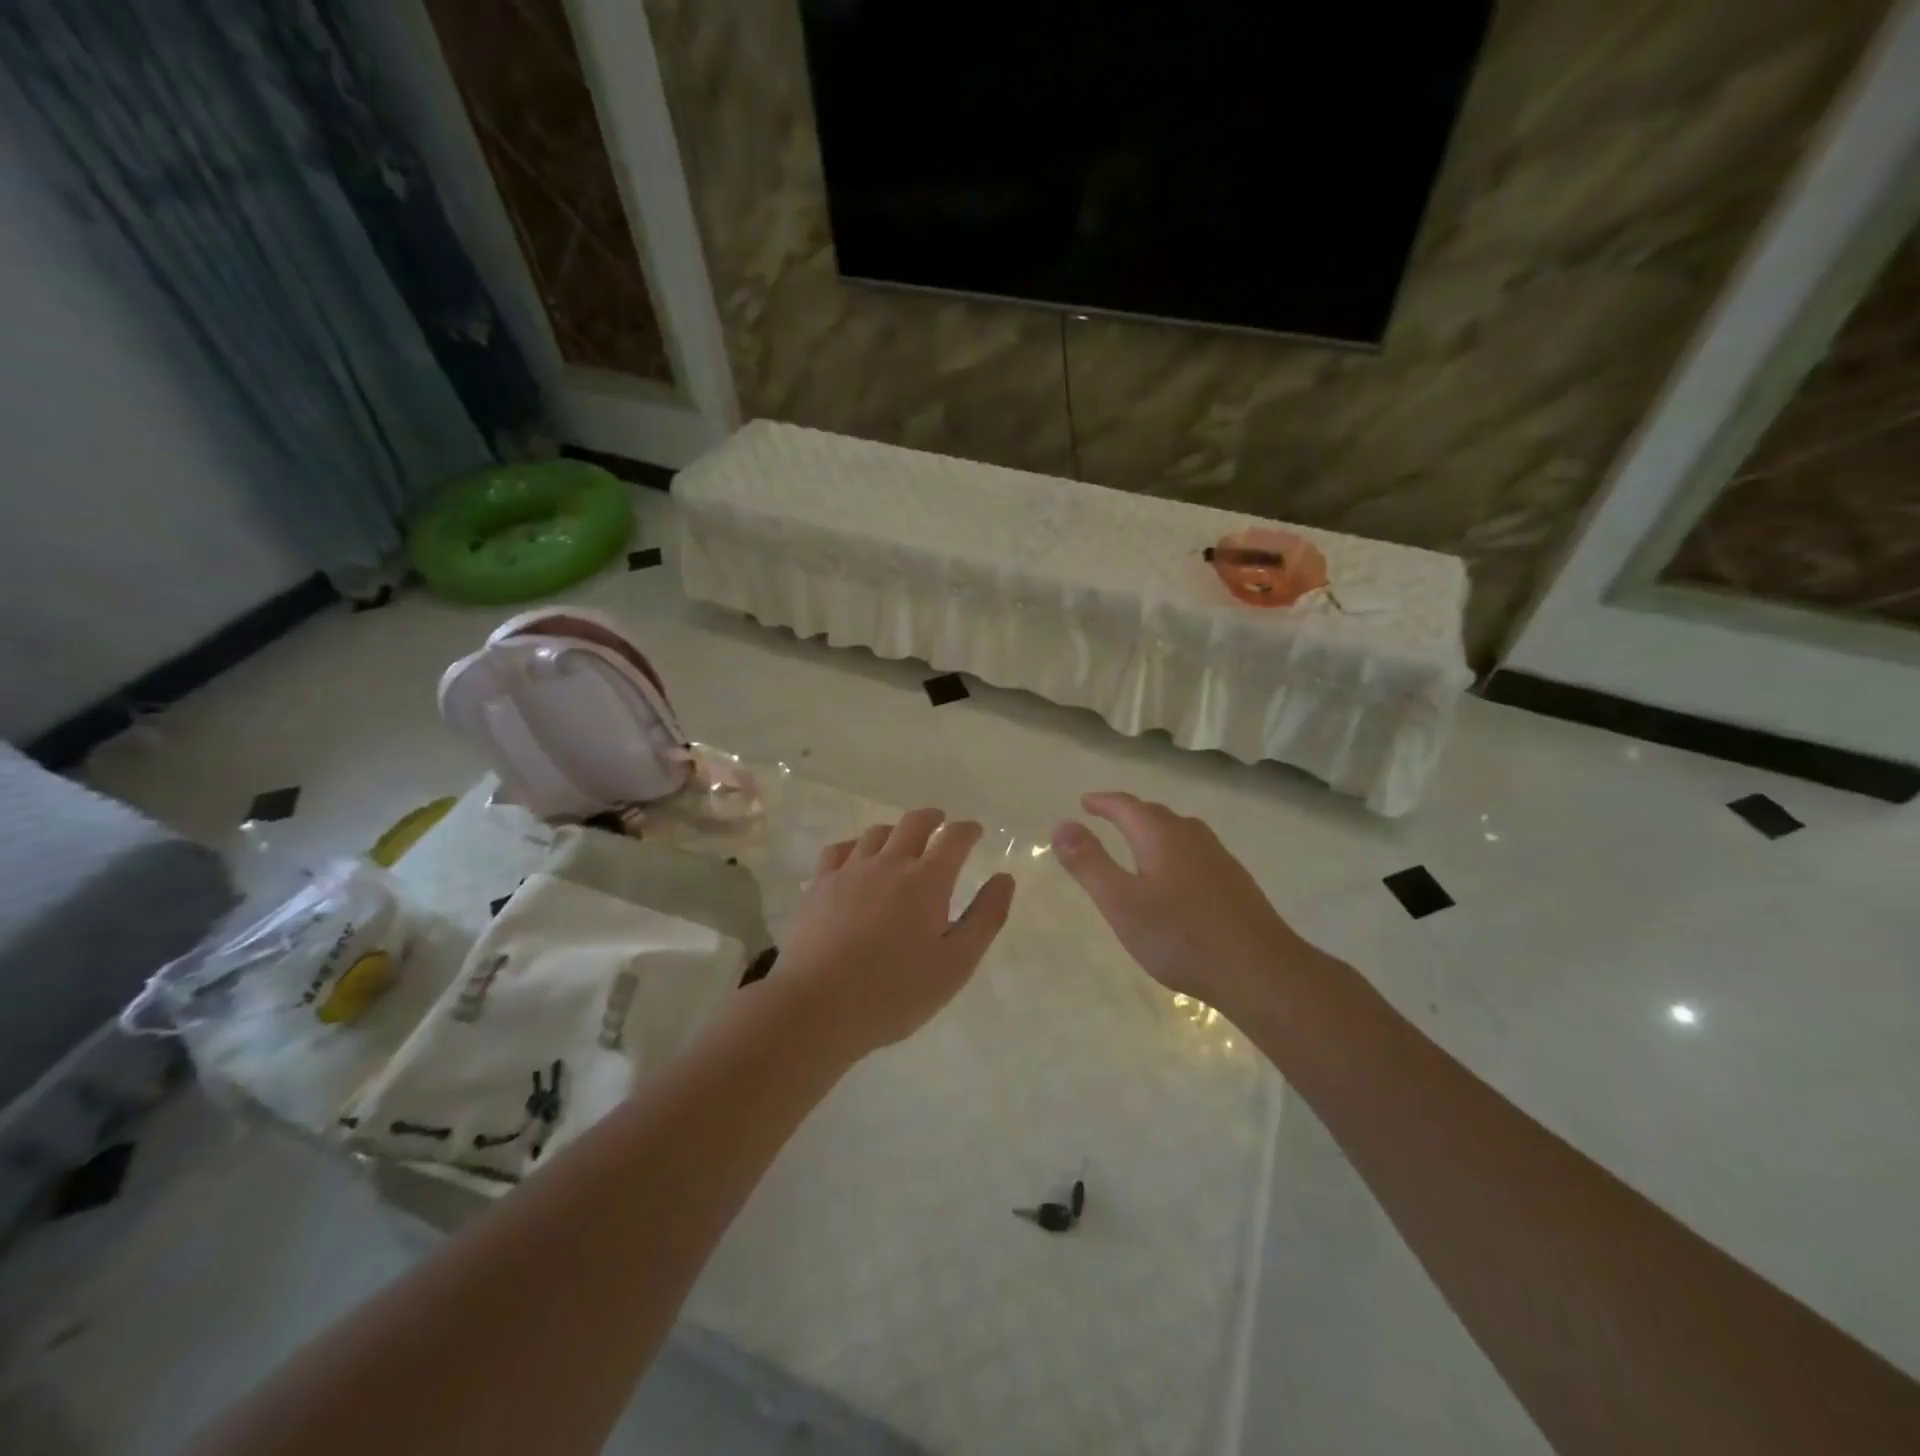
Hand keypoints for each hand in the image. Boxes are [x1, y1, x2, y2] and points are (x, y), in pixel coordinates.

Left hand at [772, 808, 1016, 1058]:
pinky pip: (840, 849)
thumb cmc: (895, 992)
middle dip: (933, 818)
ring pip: (876, 833)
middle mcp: (889, 863)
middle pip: (913, 823)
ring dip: (896, 831)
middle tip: (941, 823)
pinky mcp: (820, 885)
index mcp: (927, 881)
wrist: (818, 1006)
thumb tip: (1004, 878)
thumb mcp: (956, 964)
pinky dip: (856, 845)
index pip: (954, 838)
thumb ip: (985, 918)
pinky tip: (857, 859)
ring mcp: (850, 871)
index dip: (968, 830)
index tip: (974, 832)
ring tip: (901, 843)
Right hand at [1052, 791, 1317, 1016]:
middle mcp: (1192, 837)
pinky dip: (1174, 851)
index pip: (1126, 806)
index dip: (1103, 802)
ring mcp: (1219, 858)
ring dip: (1154, 830)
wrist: (1259, 970)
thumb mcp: (1121, 902)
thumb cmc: (1180, 936)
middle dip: (1128, 813)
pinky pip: (1195, 852)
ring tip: (1138, 842)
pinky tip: (1176, 877)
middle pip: (1155, 814)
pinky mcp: (1235, 882)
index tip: (1085, 802)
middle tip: (1107, 817)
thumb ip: (1089, 863)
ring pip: (1179, 832)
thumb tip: (1062, 825)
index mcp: (1161, 835)